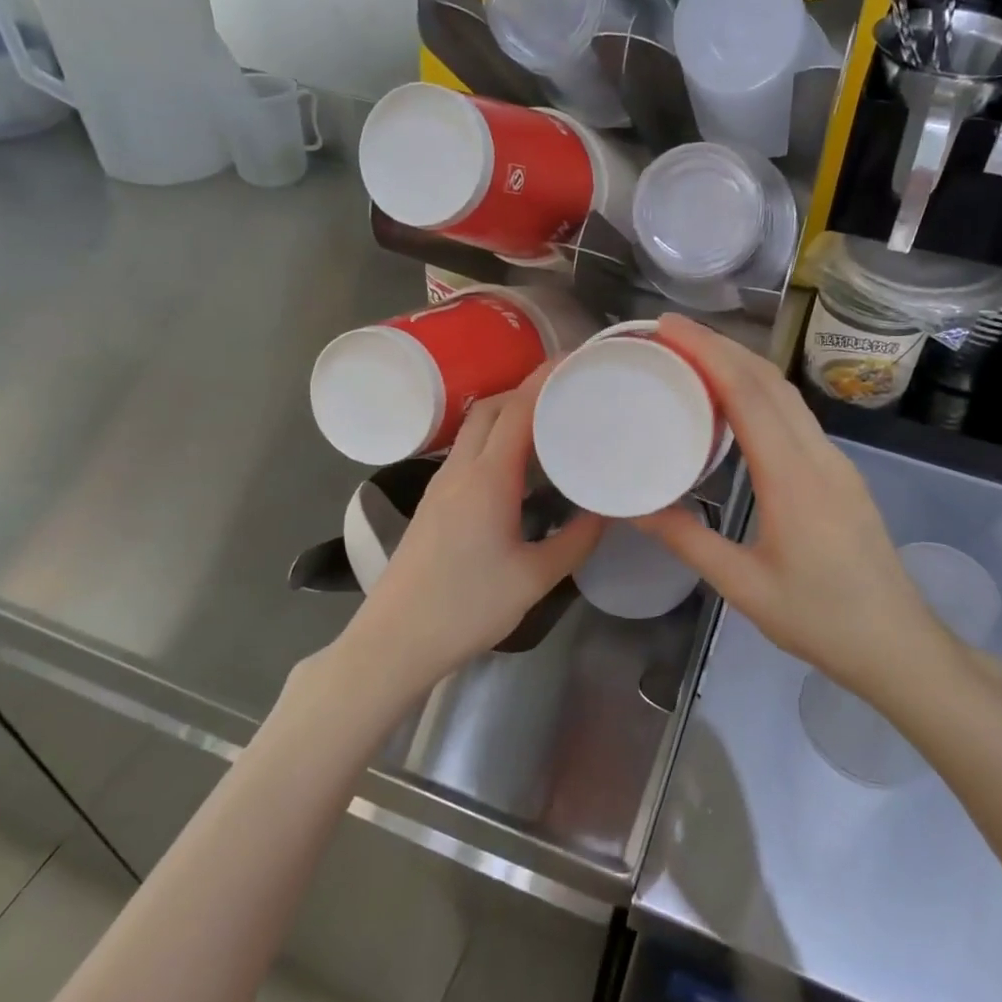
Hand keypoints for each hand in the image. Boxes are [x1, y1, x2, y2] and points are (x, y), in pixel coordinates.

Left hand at [344, 364, 603, 693]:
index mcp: (487, 479)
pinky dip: (496, 439)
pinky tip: (520, 464)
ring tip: (551, 421)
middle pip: (491, 407)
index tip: (577, 361)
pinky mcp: (434, 502)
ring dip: (509, 413)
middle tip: (569, 391)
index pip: (517, 409)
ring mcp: (441, 485)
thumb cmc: (467, 608)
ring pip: (475, 428)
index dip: (546, 379)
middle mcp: (460, 470)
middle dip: (527, 388)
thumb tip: (606, 511)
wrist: (395, 640)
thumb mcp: (534, 578)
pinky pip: (468, 452)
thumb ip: (576, 540)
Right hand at [633, 315, 962, 696]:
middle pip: (770, 381)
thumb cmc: (819, 619)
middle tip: (671, 333)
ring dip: (743, 365)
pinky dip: (760, 393)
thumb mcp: (743, 585)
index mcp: (793, 477)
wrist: (898, 644)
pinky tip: (734, 404)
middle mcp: (819, 455)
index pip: (749, 394)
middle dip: (722, 346)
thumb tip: (634, 508)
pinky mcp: (840, 473)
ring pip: (787, 394)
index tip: (669, 327)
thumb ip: (687, 541)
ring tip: (695, 357)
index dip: (708, 352)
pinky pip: (796, 416)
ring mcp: (836, 461)